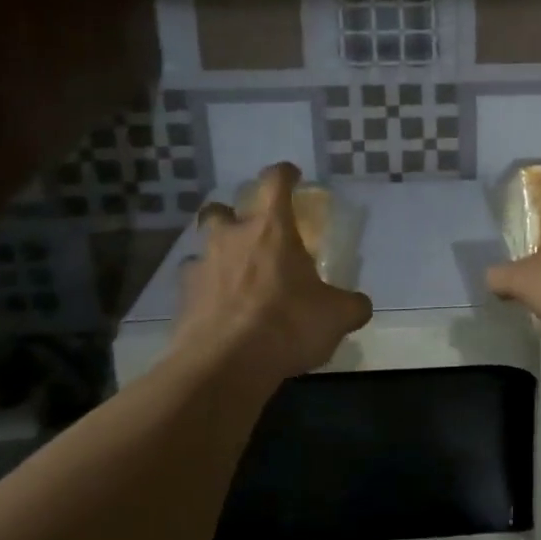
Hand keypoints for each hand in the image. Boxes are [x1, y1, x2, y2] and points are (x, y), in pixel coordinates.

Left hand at [167, 163, 372, 389]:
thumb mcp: (337, 316)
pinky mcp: (181, 300)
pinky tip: (218, 310)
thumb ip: (351, 305)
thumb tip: (359, 305)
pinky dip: (204, 291)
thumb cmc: (288, 325)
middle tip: (250, 231)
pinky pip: (192, 284)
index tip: (292, 174)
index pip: (275, 182)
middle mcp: (231, 238)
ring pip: (201, 245)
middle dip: (233, 213)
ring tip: (232, 274)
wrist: (225, 366)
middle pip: (221, 207)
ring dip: (216, 253)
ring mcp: (200, 267)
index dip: (284, 173)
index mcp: (271, 229)